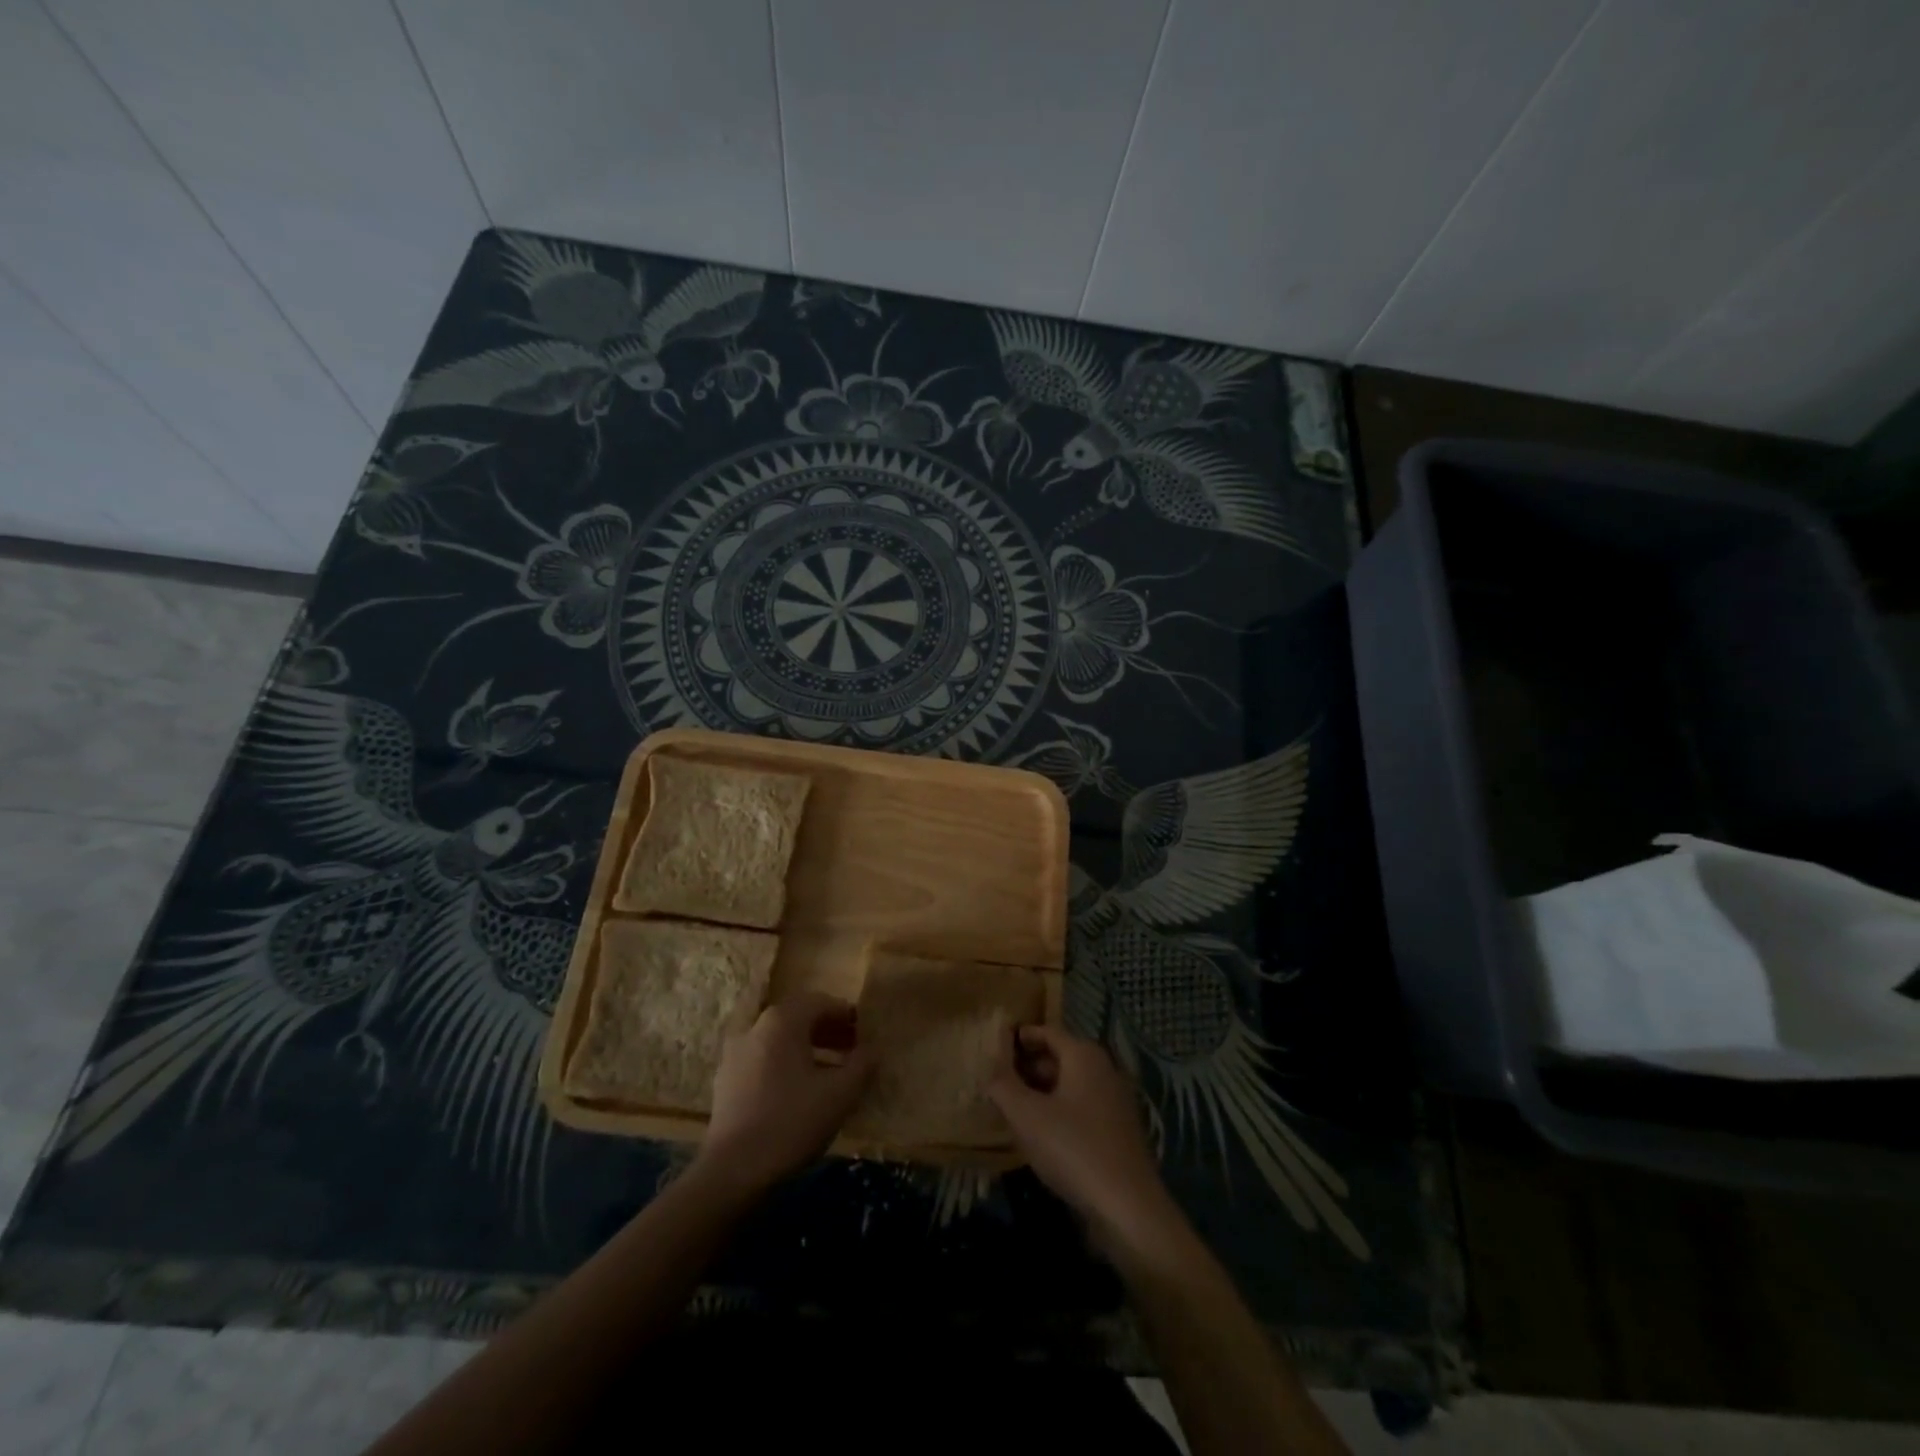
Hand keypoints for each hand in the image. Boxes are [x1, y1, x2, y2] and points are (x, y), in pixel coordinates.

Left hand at [696, 992, 873, 1194]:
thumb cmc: (792, 1122)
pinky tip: (800, 1093)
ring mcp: (735, 1054)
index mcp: (782, 1021)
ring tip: (831, 1073)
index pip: (820, 1002)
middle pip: (798, 1019)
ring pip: (780, 1041)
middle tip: (852, 1050)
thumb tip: (872, 1050)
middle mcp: (755, 1028)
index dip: (846, 1014)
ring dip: (808, 1050)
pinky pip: (764, 1061)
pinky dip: (786, 1066)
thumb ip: (862, 1065)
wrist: (733, 1171)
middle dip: (828, 1031)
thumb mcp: (840, 1094)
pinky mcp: (726, 1082)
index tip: (865, 1032)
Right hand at [989, 1025, 1175, 1249]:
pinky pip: (1082, 1108)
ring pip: (1070, 1085)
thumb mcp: (1026, 1116)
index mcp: (1084, 1055)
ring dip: (1043, 1092)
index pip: (1047, 1032)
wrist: (1127, 1207)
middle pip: (1060, 1057)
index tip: (995, 1046)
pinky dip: (1060, 1111)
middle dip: (1028, 1067)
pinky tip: (1042, 1135)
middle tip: (999, 1082)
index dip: (1020, 1037)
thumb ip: (1003, 1086)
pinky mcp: (1119, 1130)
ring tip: (1014, 1109)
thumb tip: (990, 1069)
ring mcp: (1116, 1100)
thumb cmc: (1072, 1148)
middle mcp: (1104, 1069)